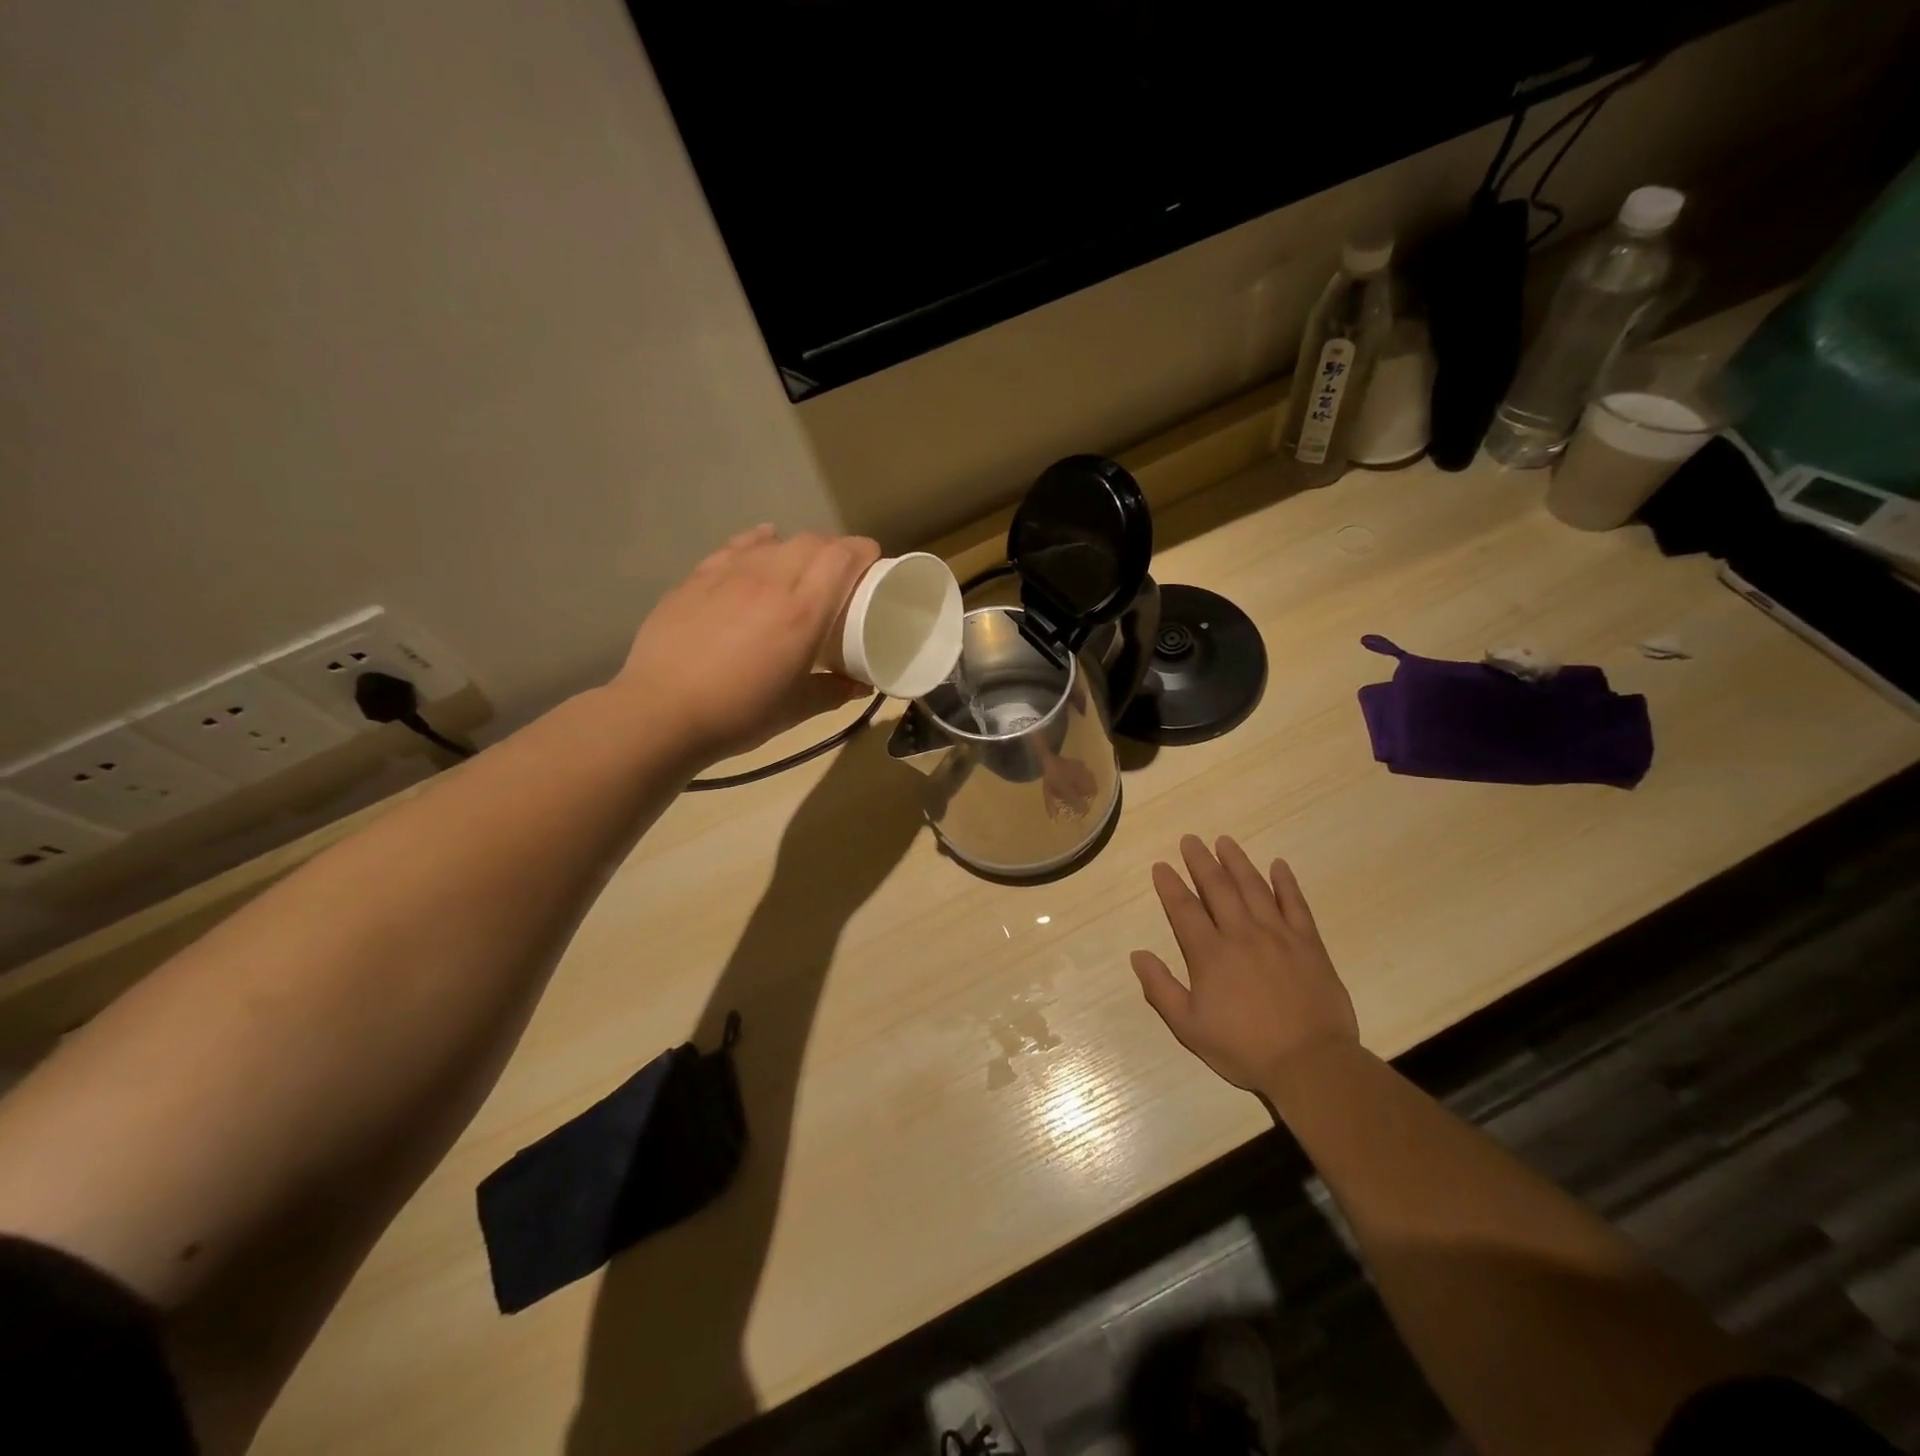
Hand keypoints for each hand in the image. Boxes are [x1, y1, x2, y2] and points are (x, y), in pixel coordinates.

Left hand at [615, 524, 881, 761]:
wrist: (662, 712)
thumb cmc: (739, 714)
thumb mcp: (796, 709)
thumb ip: (833, 692)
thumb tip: (859, 685)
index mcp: (803, 612)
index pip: (842, 557)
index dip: (864, 552)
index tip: (873, 566)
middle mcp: (770, 580)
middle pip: (812, 542)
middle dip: (834, 550)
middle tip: (840, 576)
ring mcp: (730, 574)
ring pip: (775, 542)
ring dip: (797, 549)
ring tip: (801, 571)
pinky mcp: (697, 578)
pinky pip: (736, 546)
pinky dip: (758, 542)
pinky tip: (761, 546)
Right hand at [1130, 835, 1358, 1092]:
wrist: (1310, 1063)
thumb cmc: (1244, 1048)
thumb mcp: (1189, 1027)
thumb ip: (1161, 988)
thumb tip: (1138, 955)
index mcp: (1209, 954)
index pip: (1184, 909)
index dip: (1170, 885)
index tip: (1162, 866)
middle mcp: (1241, 934)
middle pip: (1218, 888)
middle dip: (1201, 861)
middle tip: (1190, 839)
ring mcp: (1278, 935)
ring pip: (1254, 888)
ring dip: (1237, 862)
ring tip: (1225, 841)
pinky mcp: (1309, 944)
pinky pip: (1296, 904)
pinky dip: (1286, 883)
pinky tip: (1278, 865)